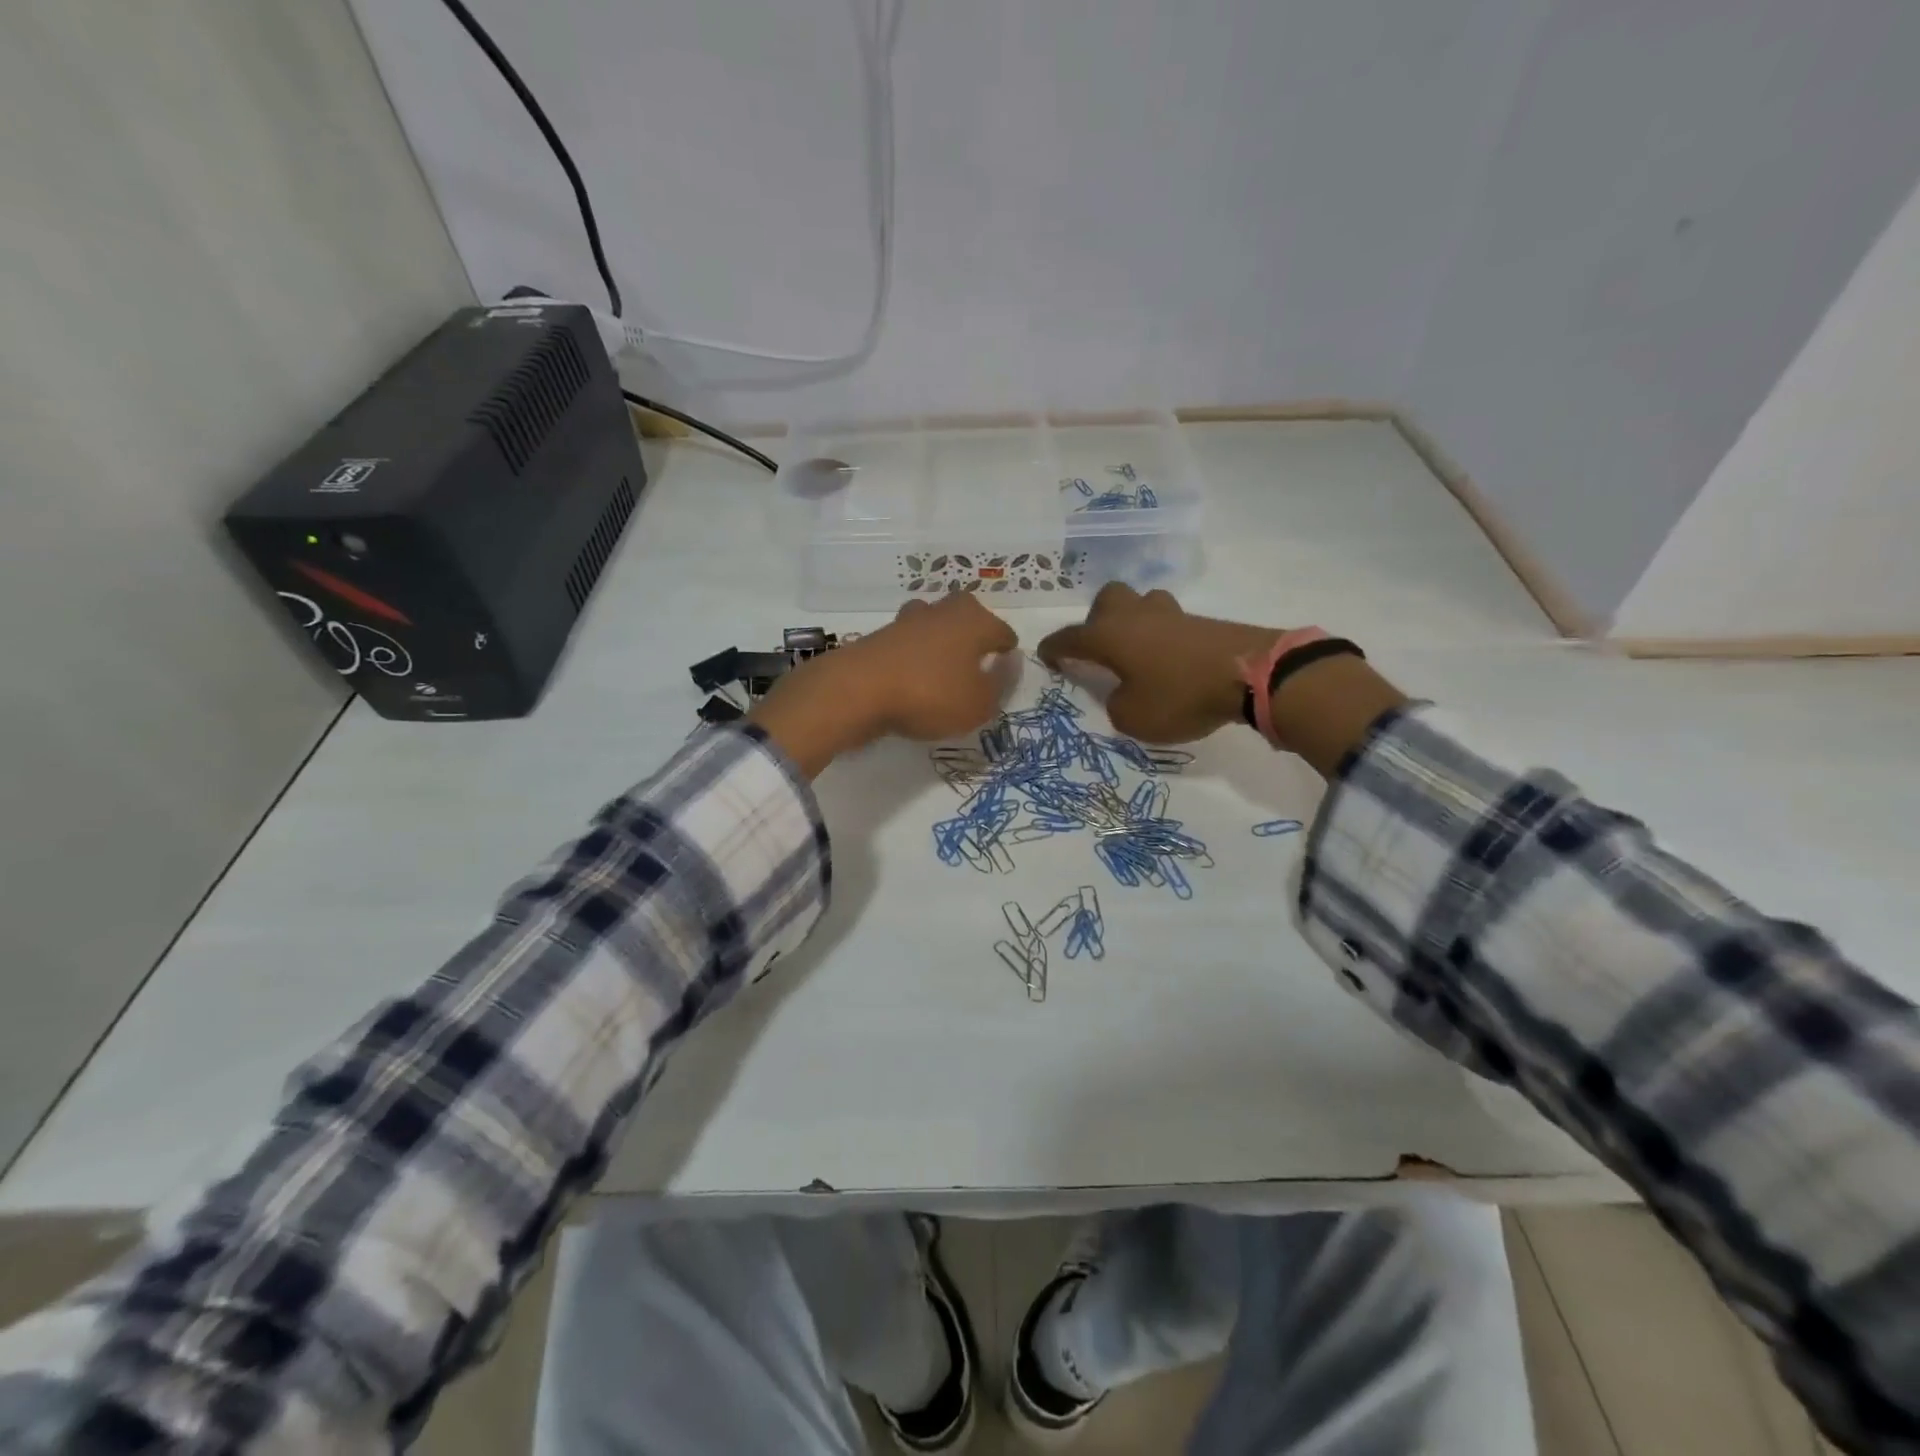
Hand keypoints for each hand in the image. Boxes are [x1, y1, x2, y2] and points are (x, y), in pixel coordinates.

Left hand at [750, 596, 1017, 775]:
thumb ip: (1000, 684)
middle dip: (974, 633)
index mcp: (974, 621)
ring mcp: (907, 620)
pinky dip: (914, 656)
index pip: (1002, 632)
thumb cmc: (931, 694)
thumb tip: (1010, 663)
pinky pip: (908, 644)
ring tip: (944, 667)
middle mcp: (943, 611)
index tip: (1006, 666)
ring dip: (941, 641)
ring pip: (934, 625)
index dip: (1007, 651)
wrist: (858, 690)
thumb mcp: (979, 703)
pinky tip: (913, 675)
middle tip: (977, 659)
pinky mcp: (880, 636)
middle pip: (967, 616)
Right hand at [1037, 584, 1281, 743]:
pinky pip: (1168, 621)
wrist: (1249, 673)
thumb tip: (1122, 692)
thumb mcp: (1133, 717)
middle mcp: (1134, 616)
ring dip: (1132, 621)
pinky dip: (1160, 635)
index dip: (1054, 648)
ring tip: (1136, 650)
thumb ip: (1116, 704)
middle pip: (1106, 600)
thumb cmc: (1179, 695)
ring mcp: (1169, 613)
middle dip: (1096, 620)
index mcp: (1108, 635)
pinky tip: (1167, 658)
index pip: (1069, 638)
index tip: (1045, 656)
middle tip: (1100, 649)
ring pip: (1140, 603)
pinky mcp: (1199, 621)